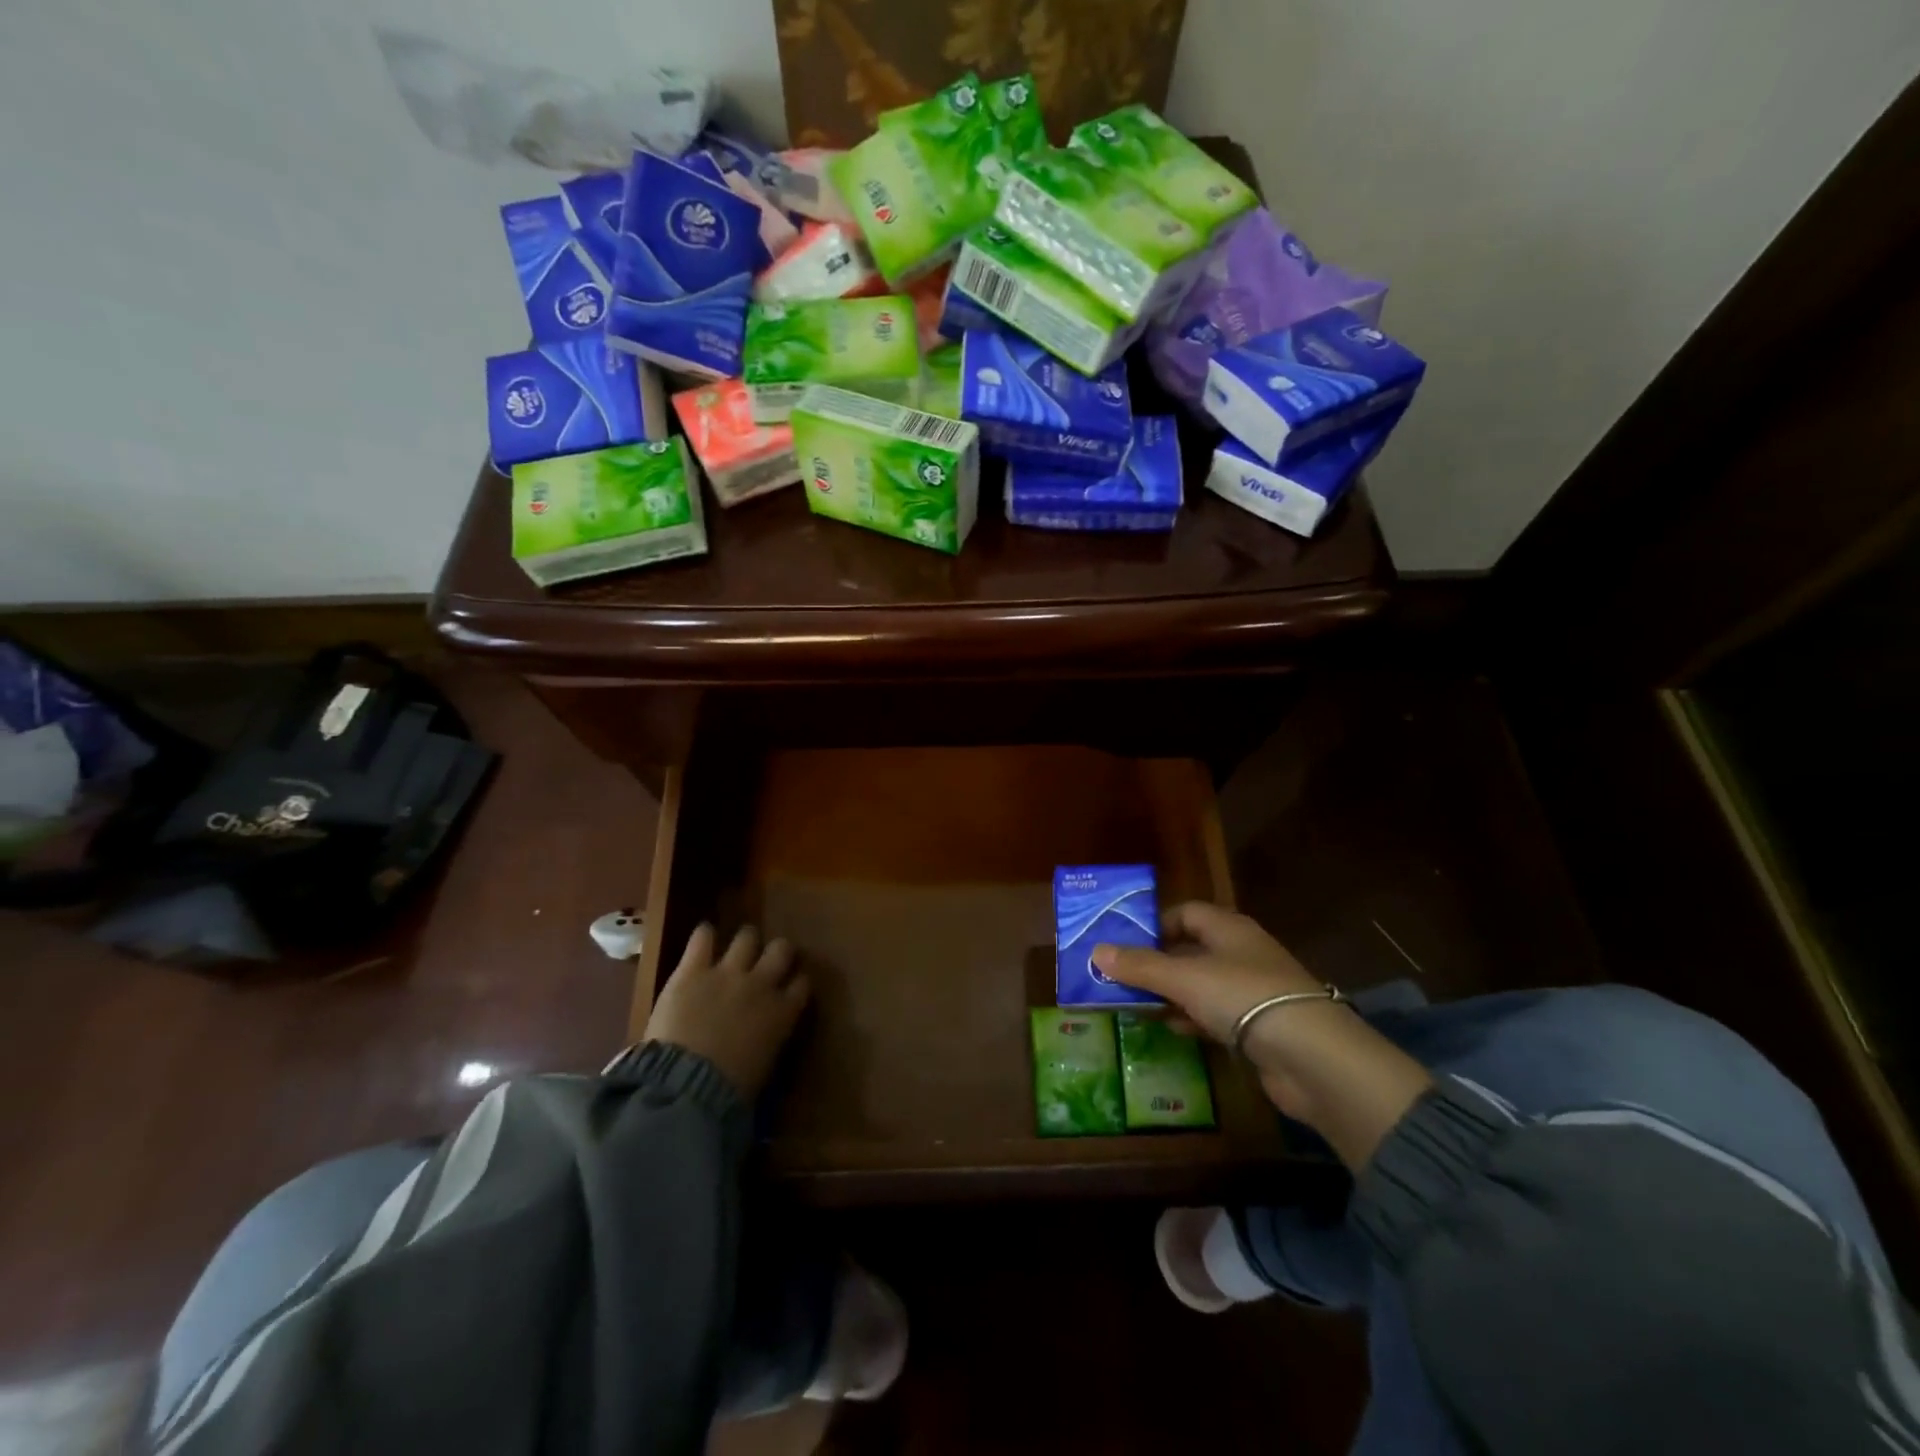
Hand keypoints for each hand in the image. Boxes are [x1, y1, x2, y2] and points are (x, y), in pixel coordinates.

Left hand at [645, 924, 809, 1099]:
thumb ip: (770, 1041)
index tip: (791, 986)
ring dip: (745, 941)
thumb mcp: (763, 1067)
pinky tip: (704, 937)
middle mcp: (761, 984)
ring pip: (747, 937)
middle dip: (778, 952)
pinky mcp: (693, 970)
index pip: (802, 984)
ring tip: (738, 947)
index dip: (796, 981)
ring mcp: (727, 972)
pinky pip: (702, 938)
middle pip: (781, 950)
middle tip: (767, 960)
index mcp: (782, 1012)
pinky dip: (704, 935)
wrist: (685, 1085)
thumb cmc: (728, 1091)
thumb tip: (767, 1037)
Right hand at [1093, 902, 1332, 1116]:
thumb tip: (1096, 951)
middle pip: (1192, 949)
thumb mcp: (1184, 978)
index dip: (1156, 924)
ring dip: (1172, 994)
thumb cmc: (1244, 998)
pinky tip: (1173, 1030)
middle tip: (1121, 978)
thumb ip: (1141, 966)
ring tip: (1137, 1005)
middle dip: (1158, 963)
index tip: (1125, 943)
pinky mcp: (1260, 1027)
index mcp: (1229, 929)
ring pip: (1202, 985)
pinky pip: (1216, 1015)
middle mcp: (1242, 953)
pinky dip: (1193, 1019)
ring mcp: (1253, 991)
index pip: (1187, 913)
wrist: (1313, 1057)